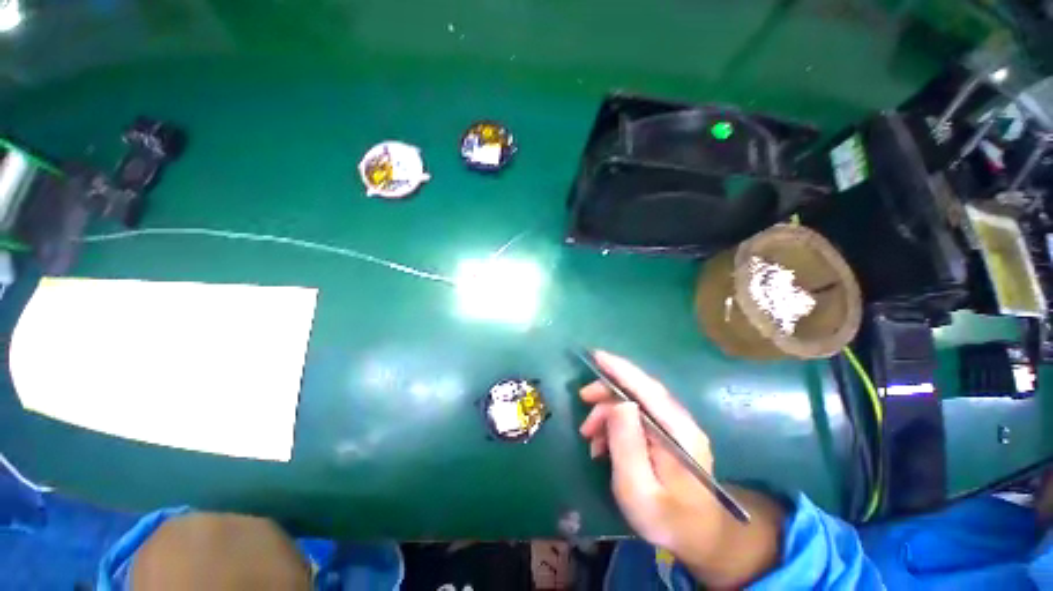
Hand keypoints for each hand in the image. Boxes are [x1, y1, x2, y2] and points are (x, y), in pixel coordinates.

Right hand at [578, 351, 721, 556]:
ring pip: (635, 402)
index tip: (594, 355)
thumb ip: (627, 444)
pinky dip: (616, 423)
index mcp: (678, 432)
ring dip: (608, 412)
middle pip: (639, 390)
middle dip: (606, 393)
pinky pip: (637, 417)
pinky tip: (604, 443)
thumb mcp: (638, 489)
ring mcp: (676, 426)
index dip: (619, 368)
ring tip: (590, 436)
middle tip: (582, 402)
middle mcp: (680, 421)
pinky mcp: (669, 433)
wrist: (701, 538)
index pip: (645, 388)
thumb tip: (619, 402)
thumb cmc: (666, 520)